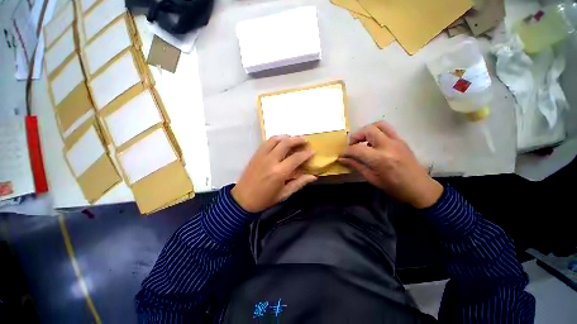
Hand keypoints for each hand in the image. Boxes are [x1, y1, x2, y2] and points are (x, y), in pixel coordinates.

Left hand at [231, 136, 317, 212]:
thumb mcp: (284, 194)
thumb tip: (313, 177)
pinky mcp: (256, 154)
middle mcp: (270, 160)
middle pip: (286, 143)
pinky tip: (280, 142)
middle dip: (297, 140)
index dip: (306, 154)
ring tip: (293, 139)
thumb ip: (299, 183)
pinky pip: (266, 142)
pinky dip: (276, 139)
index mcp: (279, 172)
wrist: (243, 199)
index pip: (296, 158)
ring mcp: (261, 156)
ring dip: (286, 137)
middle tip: (305, 141)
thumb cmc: (265, 199)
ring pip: (275, 139)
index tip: (312, 151)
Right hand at [339, 121, 442, 208]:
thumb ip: (356, 165)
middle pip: (368, 130)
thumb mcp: (372, 178)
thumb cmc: (394, 187)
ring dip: (367, 131)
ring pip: (379, 125)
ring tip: (363, 141)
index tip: (342, 155)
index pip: (357, 149)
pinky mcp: (402, 140)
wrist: (420, 188)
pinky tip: (373, 143)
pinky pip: (387, 129)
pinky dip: (376, 132)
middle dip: (356, 136)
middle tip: (352, 146)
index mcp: (380, 159)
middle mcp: (389, 146)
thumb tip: (342, 159)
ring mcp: (397, 141)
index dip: (346, 151)